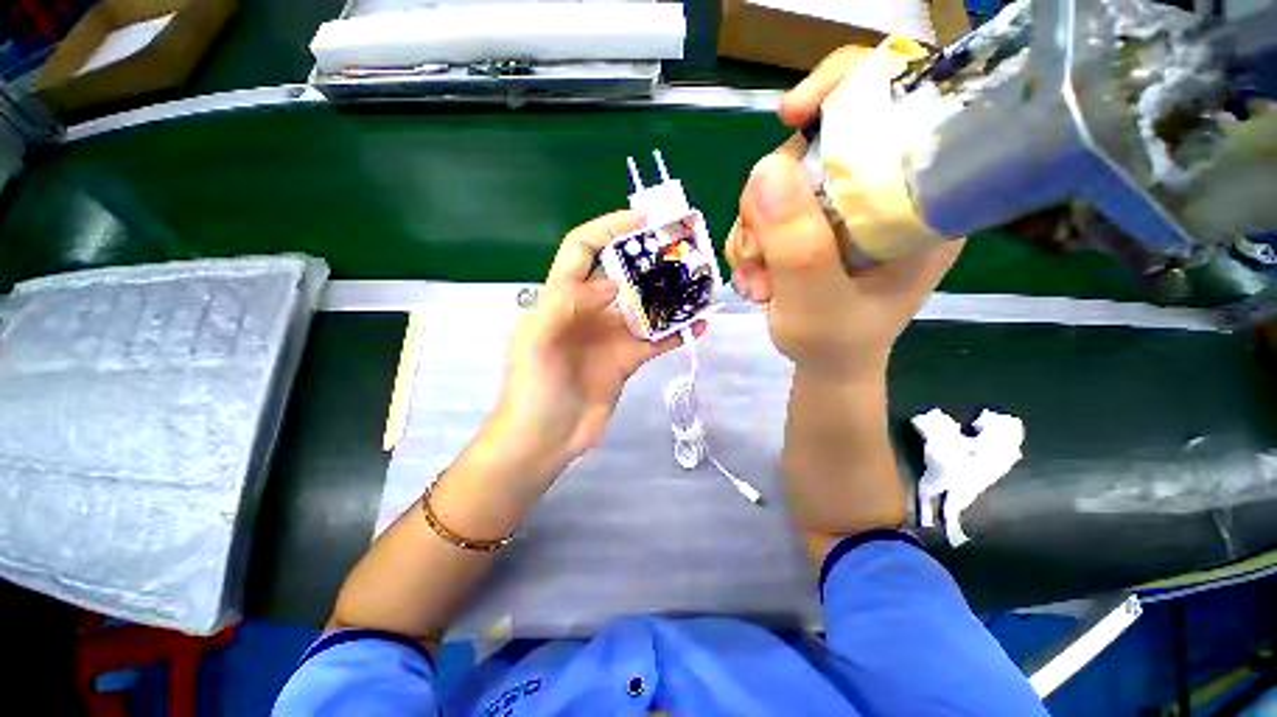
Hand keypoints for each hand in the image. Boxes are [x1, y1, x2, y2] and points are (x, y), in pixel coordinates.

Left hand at [487, 211, 700, 476]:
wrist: (545, 438)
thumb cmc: (534, 387)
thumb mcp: (537, 339)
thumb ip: (566, 302)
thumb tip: (613, 283)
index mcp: (562, 297)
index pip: (584, 249)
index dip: (610, 229)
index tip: (644, 222)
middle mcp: (590, 310)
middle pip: (624, 274)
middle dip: (651, 260)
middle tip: (685, 252)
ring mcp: (611, 336)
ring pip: (646, 307)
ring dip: (671, 297)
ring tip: (699, 287)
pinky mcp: (627, 360)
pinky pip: (656, 340)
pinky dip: (676, 331)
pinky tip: (697, 327)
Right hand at [726, 48, 962, 383]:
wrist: (826, 364)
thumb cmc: (837, 343)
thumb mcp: (817, 304)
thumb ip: (797, 245)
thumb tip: (764, 168)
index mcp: (918, 198)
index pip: (896, 102)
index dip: (843, 88)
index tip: (791, 116)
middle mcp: (882, 190)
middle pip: (814, 146)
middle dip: (770, 203)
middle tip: (759, 258)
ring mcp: (841, 206)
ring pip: (778, 183)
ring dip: (753, 234)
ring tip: (758, 284)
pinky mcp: (811, 222)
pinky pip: (765, 210)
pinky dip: (749, 244)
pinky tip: (755, 281)